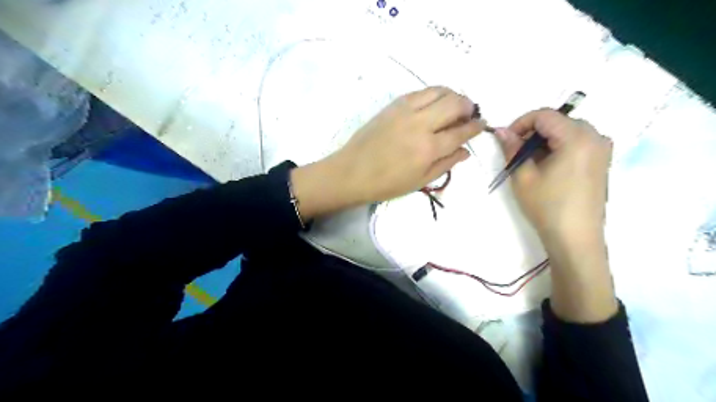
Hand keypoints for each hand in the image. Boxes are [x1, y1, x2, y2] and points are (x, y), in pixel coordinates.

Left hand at [291, 86, 486, 221]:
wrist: (352, 172)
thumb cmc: (386, 183)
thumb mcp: (420, 181)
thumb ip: (446, 164)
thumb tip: (466, 151)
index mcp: (429, 149)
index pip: (461, 131)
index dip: (475, 127)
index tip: (481, 124)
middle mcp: (421, 124)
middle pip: (455, 103)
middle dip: (468, 106)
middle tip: (469, 114)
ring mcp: (405, 111)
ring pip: (439, 91)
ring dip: (453, 95)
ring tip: (454, 106)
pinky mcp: (393, 105)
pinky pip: (420, 91)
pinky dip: (433, 93)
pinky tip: (433, 103)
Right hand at [496, 108, 612, 246]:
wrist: (575, 237)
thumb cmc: (547, 205)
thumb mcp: (523, 176)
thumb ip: (512, 148)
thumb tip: (501, 131)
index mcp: (577, 138)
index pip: (545, 115)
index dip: (521, 122)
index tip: (507, 139)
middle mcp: (596, 137)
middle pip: (559, 121)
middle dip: (534, 132)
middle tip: (517, 152)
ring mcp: (603, 150)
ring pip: (568, 131)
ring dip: (546, 139)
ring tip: (531, 161)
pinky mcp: (602, 162)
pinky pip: (579, 142)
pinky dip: (560, 147)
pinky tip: (548, 166)